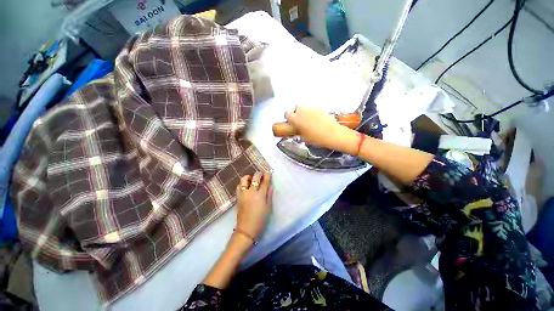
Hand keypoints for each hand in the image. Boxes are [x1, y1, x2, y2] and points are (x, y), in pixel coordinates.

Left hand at [235, 171, 272, 240]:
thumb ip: (269, 195)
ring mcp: (243, 194)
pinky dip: (243, 183)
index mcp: (260, 195)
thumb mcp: (268, 208)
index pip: (264, 181)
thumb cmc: (260, 220)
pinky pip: (239, 186)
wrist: (246, 230)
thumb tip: (270, 186)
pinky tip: (246, 186)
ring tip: (252, 179)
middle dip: (259, 174)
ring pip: (244, 180)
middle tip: (261, 175)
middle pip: (254, 178)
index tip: (268, 172)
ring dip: (249, 177)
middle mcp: (251, 192)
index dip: (267, 176)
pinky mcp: (238, 197)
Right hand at [285, 106, 354, 152]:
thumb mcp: (304, 137)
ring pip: (306, 108)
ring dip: (306, 113)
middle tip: (300, 120)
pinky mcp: (320, 108)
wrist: (332, 134)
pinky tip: (317, 121)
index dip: (289, 118)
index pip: (287, 114)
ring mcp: (311, 108)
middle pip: (297, 108)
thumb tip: (298, 130)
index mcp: (296, 118)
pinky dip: (314, 113)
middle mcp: (302, 111)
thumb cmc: (317, 138)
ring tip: (310, 122)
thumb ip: (298, 131)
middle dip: (297, 113)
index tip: (291, 121)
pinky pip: (314, 109)